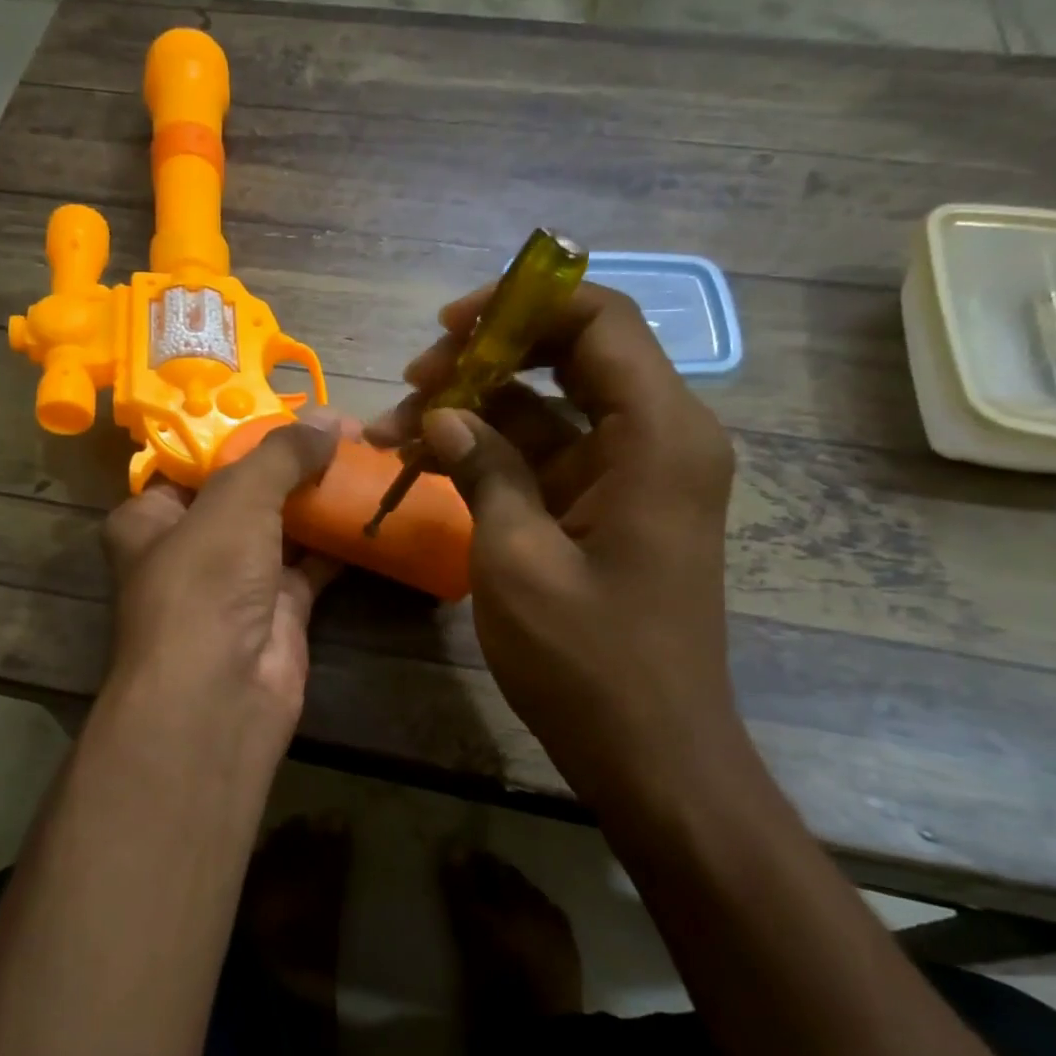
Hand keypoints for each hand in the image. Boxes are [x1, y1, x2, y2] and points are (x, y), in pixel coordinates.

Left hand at [98, 412, 343, 767]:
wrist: (221, 693)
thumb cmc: (205, 580)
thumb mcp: (236, 499)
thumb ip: (280, 454)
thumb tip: (329, 420)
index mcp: (151, 516)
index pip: (195, 460)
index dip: (243, 431)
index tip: (293, 409)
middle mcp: (189, 547)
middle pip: (245, 491)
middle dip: (292, 462)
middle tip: (344, 430)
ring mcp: (236, 581)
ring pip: (282, 526)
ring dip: (319, 497)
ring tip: (365, 457)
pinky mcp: (278, 609)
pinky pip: (312, 562)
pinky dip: (339, 538)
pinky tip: (371, 506)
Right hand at [368, 284, 738, 808]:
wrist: (650, 751)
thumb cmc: (588, 659)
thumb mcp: (517, 558)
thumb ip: (483, 469)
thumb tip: (442, 414)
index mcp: (658, 434)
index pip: (600, 320)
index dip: (521, 303)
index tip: (448, 326)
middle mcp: (659, 437)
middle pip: (572, 355)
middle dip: (486, 357)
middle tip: (412, 383)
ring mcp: (634, 474)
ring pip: (550, 407)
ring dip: (476, 410)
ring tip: (396, 430)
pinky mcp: (609, 507)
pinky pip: (549, 454)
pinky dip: (492, 452)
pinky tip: (428, 462)